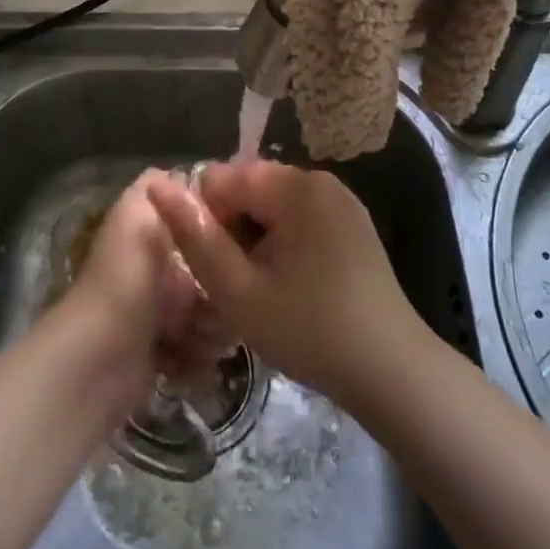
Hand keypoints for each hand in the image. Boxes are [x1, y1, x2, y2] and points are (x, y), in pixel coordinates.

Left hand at [60, 172, 201, 410]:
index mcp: (150, 232)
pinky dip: (198, 357)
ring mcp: (159, 313)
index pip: (199, 224)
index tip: (242, 242)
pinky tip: (190, 359)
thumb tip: (186, 174)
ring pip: (211, 313)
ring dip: (213, 327)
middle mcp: (155, 268)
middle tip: (224, 301)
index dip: (220, 231)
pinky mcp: (162, 354)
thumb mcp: (139, 215)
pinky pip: (199, 350)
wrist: (99, 360)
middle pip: (211, 272)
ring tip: (203, 335)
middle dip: (222, 288)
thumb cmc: (127, 279)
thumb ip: (157, 185)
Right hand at [146, 161, 422, 406]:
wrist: (392, 370)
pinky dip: (285, 243)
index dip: (207, 221)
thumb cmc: (310, 331)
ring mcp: (341, 200)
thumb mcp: (239, 292)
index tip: (216, 268)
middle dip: (234, 230)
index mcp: (294, 185)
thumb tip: (157, 186)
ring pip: (275, 205)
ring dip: (257, 239)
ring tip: (264, 290)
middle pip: (251, 188)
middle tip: (239, 286)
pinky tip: (291, 287)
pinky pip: (302, 217)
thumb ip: (195, 237)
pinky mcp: (354, 223)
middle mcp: (319, 179)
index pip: (224, 177)